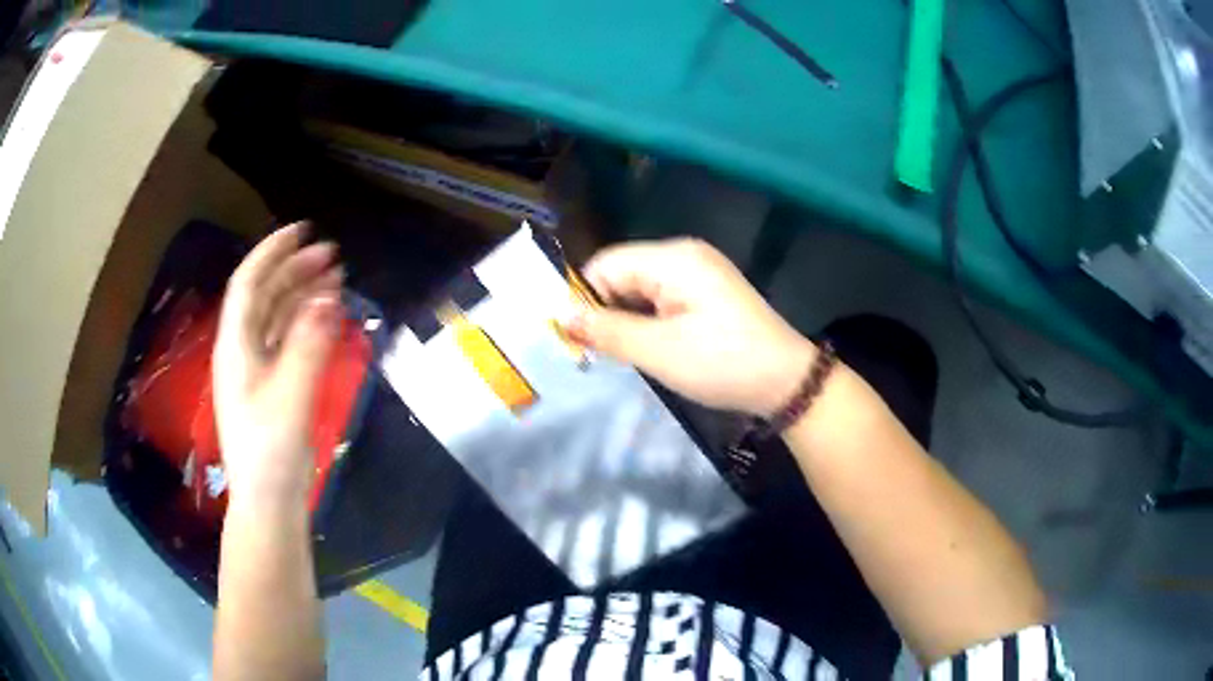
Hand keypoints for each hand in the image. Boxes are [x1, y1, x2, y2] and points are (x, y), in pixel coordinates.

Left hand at [213, 222, 342, 505]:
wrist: (268, 500)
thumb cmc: (270, 448)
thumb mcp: (290, 394)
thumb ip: (309, 344)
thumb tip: (329, 297)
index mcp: (236, 346)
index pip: (249, 283)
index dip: (272, 251)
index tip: (303, 230)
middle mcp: (242, 350)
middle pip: (265, 296)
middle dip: (295, 270)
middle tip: (332, 255)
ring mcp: (257, 370)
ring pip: (277, 318)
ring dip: (303, 294)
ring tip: (335, 279)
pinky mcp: (272, 388)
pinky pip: (287, 342)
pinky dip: (306, 324)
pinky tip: (327, 317)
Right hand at [565, 238, 815, 416]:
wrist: (787, 382)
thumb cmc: (723, 363)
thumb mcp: (658, 351)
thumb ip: (606, 331)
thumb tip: (559, 316)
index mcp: (673, 258)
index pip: (605, 265)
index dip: (583, 299)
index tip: (574, 339)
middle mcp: (684, 256)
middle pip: (622, 274)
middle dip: (605, 312)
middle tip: (597, 355)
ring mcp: (699, 274)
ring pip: (640, 290)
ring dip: (626, 321)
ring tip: (624, 356)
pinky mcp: (706, 294)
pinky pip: (661, 300)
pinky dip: (648, 323)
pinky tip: (650, 349)